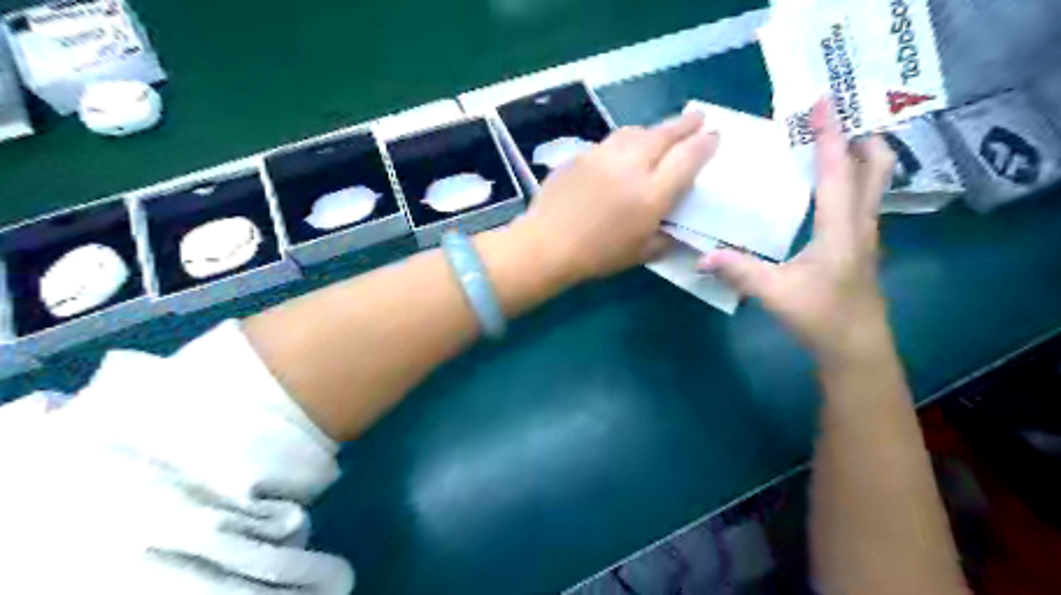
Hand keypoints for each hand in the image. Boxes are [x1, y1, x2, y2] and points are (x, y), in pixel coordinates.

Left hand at [515, 114, 720, 285]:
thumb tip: (675, 229)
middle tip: (698, 116)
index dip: (704, 144)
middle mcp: (631, 167)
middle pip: (664, 135)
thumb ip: (664, 238)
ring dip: (654, 129)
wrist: (547, 244)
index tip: (714, 135)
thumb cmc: (597, 255)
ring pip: (635, 132)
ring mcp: (603, 156)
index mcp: (651, 194)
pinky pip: (610, 142)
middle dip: (685, 124)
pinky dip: (625, 141)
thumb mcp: (640, 254)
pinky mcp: (581, 155)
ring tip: (661, 132)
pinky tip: (623, 151)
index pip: (687, 159)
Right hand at [703, 100, 892, 364]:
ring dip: (856, 157)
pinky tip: (822, 190)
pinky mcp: (859, 246)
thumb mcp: (774, 294)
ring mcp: (864, 235)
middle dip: (859, 136)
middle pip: (876, 167)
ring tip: (826, 145)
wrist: (856, 349)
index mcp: (840, 229)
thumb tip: (702, 257)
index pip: (838, 172)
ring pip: (873, 183)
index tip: (826, 100)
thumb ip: (739, 271)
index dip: (831, 134)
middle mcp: (860, 224)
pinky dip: (849, 181)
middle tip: (831, 121)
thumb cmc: (820, 318)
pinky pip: (860, 200)